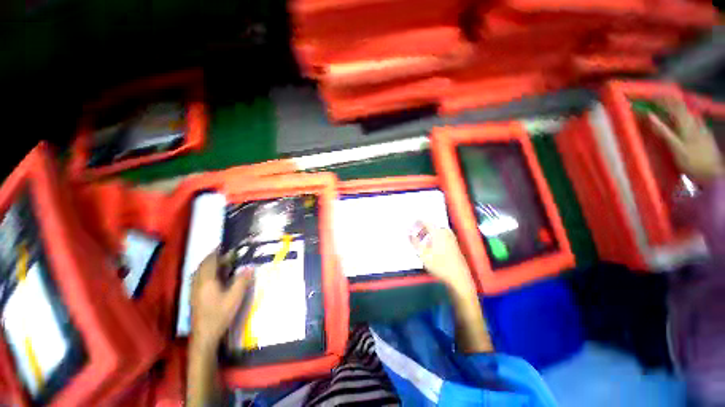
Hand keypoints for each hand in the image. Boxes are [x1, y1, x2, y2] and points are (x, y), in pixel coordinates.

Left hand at [190, 249, 252, 350]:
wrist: (205, 335)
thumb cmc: (220, 315)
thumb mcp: (235, 297)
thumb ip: (242, 280)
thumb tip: (249, 267)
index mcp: (206, 281)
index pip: (210, 261)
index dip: (217, 252)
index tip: (225, 245)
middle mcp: (198, 283)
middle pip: (203, 265)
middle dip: (213, 257)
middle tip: (226, 253)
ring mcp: (194, 290)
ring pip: (200, 271)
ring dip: (210, 264)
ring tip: (222, 262)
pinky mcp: (194, 296)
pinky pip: (199, 278)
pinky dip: (207, 272)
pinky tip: (215, 276)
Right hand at [410, 222, 491, 352]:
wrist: (459, 280)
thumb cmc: (440, 266)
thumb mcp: (423, 254)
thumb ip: (414, 241)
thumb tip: (408, 232)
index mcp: (438, 232)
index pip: (426, 221)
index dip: (417, 222)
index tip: (410, 225)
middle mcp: (446, 232)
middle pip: (431, 225)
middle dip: (421, 228)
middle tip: (414, 234)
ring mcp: (452, 239)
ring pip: (437, 231)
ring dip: (428, 233)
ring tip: (421, 240)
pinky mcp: (455, 245)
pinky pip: (442, 236)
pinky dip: (434, 237)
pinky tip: (431, 246)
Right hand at [648, 99, 723, 180]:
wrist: (714, 173)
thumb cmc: (692, 162)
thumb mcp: (675, 148)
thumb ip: (662, 131)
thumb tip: (649, 116)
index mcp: (686, 124)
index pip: (673, 106)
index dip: (662, 99)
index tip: (651, 96)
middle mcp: (694, 122)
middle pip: (682, 107)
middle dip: (670, 101)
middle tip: (659, 97)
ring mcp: (701, 127)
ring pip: (689, 112)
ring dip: (679, 106)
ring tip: (671, 103)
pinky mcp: (705, 134)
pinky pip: (694, 119)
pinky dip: (687, 114)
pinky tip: (686, 116)